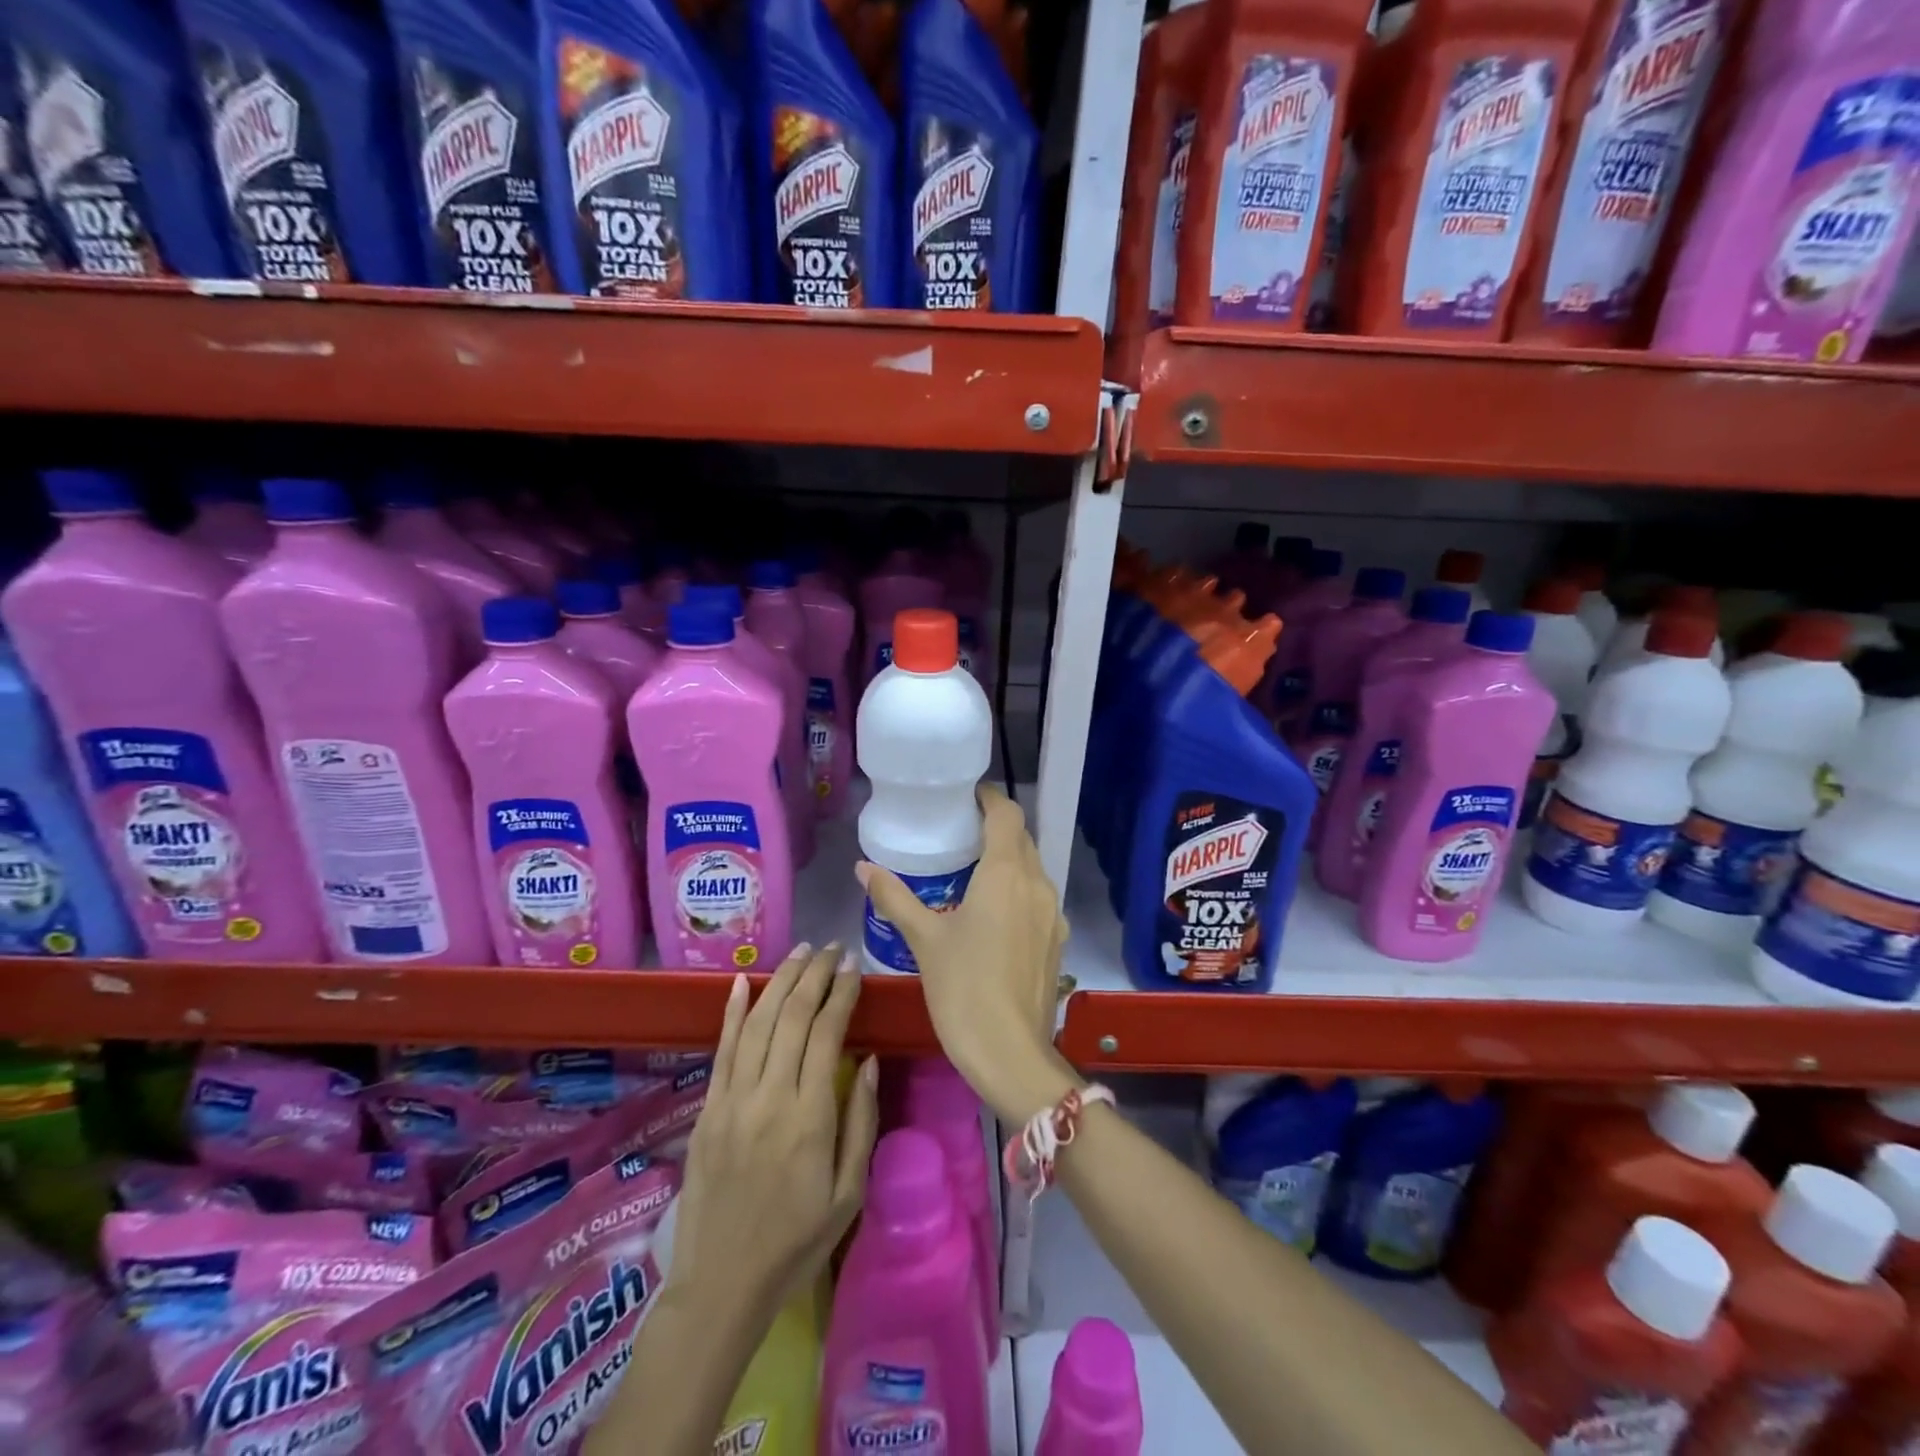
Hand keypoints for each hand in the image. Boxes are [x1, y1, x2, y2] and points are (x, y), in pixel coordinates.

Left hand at [667, 943, 879, 1321]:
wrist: (721, 1285)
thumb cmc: (796, 1243)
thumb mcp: (849, 1193)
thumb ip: (860, 1122)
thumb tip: (867, 1061)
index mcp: (810, 1117)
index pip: (826, 1033)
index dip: (841, 993)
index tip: (854, 968)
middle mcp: (769, 1097)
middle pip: (792, 1016)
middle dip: (815, 974)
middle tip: (832, 948)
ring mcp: (732, 1100)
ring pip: (757, 1022)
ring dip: (781, 981)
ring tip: (801, 953)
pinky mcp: (707, 1109)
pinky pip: (721, 1050)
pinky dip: (731, 1012)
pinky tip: (742, 982)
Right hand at [856, 785, 1075, 1124]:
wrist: (1009, 1052)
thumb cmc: (962, 987)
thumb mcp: (924, 939)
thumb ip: (894, 897)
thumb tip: (864, 867)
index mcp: (1006, 873)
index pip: (1007, 814)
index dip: (989, 799)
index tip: (967, 797)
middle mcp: (1037, 884)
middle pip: (1022, 839)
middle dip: (997, 829)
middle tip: (961, 833)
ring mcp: (1053, 913)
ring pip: (1033, 869)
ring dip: (1009, 860)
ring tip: (974, 871)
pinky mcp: (1057, 940)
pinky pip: (1038, 899)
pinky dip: (1018, 890)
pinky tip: (994, 913)